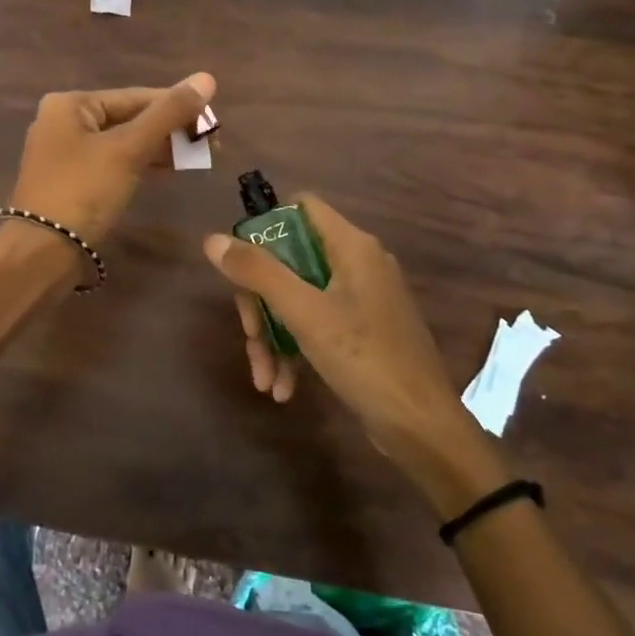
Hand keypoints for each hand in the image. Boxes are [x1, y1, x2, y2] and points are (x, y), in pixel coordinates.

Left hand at [8, 73, 215, 243]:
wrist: (43, 252)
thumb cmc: (84, 191)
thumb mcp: (129, 149)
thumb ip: (168, 113)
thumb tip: (207, 78)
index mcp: (70, 104)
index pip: (135, 96)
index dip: (177, 106)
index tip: (213, 121)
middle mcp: (63, 122)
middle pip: (128, 118)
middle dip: (170, 130)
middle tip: (210, 144)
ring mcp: (65, 154)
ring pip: (122, 142)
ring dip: (159, 148)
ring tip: (197, 158)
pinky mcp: (71, 182)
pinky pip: (113, 163)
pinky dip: (140, 164)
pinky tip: (168, 171)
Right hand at [203, 195, 499, 490]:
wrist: (422, 428)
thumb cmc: (364, 359)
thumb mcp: (304, 313)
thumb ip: (258, 272)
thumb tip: (213, 239)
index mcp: (351, 246)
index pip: (302, 207)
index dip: (266, 227)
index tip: (240, 262)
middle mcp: (358, 264)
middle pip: (290, 261)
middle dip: (261, 302)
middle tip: (249, 336)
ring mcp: (361, 300)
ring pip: (298, 299)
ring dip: (274, 336)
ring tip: (264, 380)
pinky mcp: (362, 332)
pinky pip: (316, 326)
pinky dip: (295, 351)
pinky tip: (283, 388)